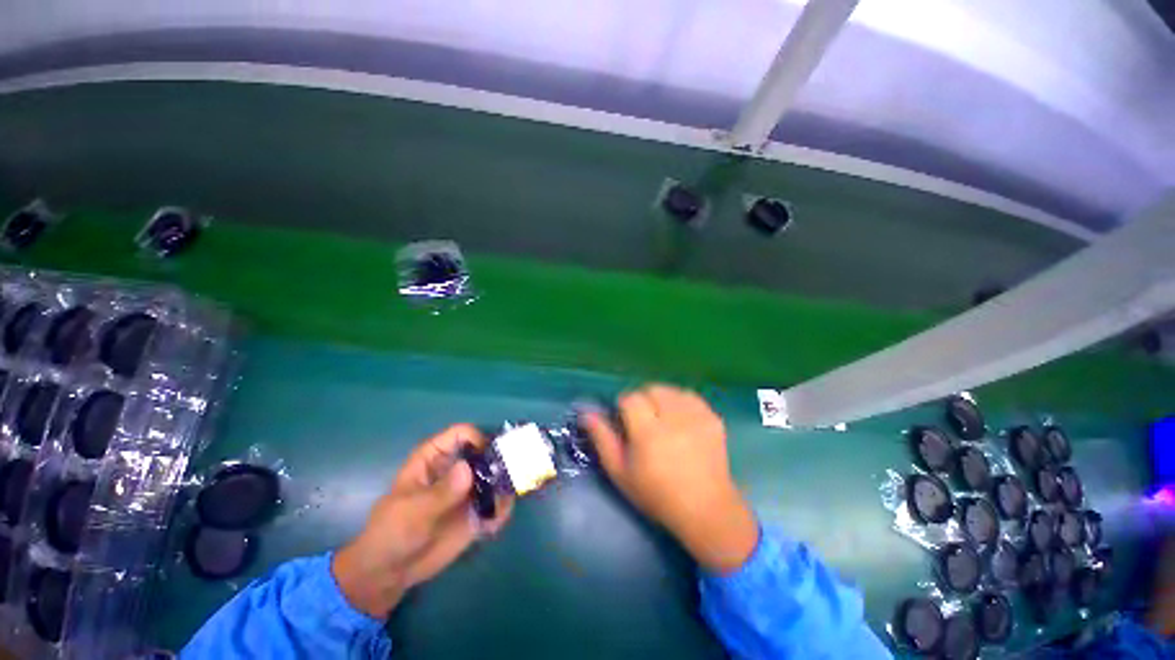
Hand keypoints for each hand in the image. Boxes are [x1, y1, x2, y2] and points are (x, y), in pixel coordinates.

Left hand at [332, 424, 512, 616]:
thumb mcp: (413, 511)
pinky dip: (502, 510)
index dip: (477, 439)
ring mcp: (469, 490)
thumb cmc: (392, 532)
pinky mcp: (477, 512)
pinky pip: (497, 504)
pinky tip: (492, 525)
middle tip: (511, 476)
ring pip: (497, 476)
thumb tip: (468, 468)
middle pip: (486, 452)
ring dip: (506, 486)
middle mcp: (457, 467)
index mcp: (436, 457)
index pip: (462, 433)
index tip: (488, 458)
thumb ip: (441, 492)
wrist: (389, 572)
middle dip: (502, 461)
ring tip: (502, 504)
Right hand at [582, 385, 757, 573]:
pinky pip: (690, 396)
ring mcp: (697, 417)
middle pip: (651, 389)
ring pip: (670, 390)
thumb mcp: (620, 472)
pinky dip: (680, 402)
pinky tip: (680, 420)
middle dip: (643, 401)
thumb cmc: (656, 494)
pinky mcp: (713, 418)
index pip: (630, 398)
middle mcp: (674, 419)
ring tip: (663, 420)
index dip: (624, 406)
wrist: (705, 509)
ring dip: (661, 400)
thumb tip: (586, 413)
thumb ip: (602, 439)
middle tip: (644, 421)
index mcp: (648, 433)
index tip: (626, 422)